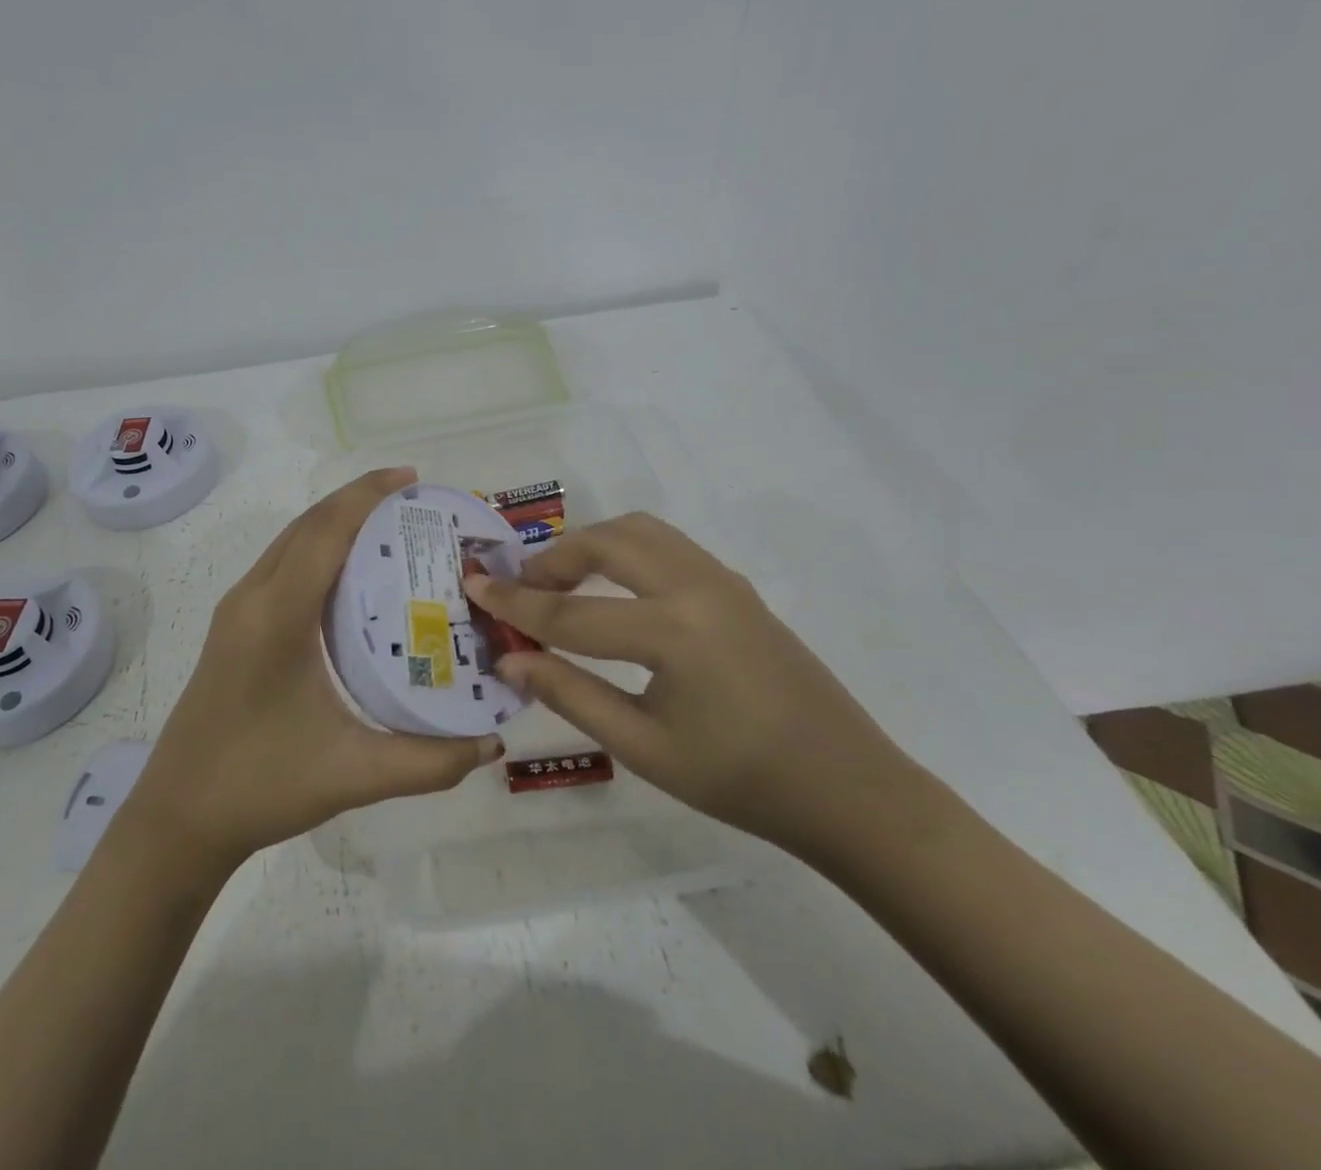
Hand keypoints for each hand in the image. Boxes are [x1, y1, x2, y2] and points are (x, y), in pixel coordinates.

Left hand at [124, 468, 504, 871]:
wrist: (177, 818)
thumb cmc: (260, 786)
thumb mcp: (352, 775)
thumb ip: (429, 762)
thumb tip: (493, 742)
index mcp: (276, 617)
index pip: (325, 532)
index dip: (367, 495)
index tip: (412, 478)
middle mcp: (252, 598)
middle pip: (307, 524)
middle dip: (358, 500)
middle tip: (415, 500)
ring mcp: (237, 611)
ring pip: (290, 541)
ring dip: (335, 521)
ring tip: (390, 525)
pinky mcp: (233, 627)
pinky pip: (281, 565)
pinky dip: (318, 548)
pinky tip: (351, 575)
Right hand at [462, 512, 908, 853]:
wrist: (848, 788)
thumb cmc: (742, 781)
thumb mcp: (644, 747)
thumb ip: (570, 695)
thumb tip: (511, 662)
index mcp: (674, 632)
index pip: (571, 614)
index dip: (515, 605)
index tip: (472, 586)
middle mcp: (697, 586)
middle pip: (606, 544)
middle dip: (553, 560)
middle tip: (521, 588)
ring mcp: (722, 579)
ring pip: (640, 531)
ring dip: (592, 546)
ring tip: (562, 582)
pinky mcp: (736, 585)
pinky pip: (667, 546)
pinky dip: (626, 551)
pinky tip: (613, 589)